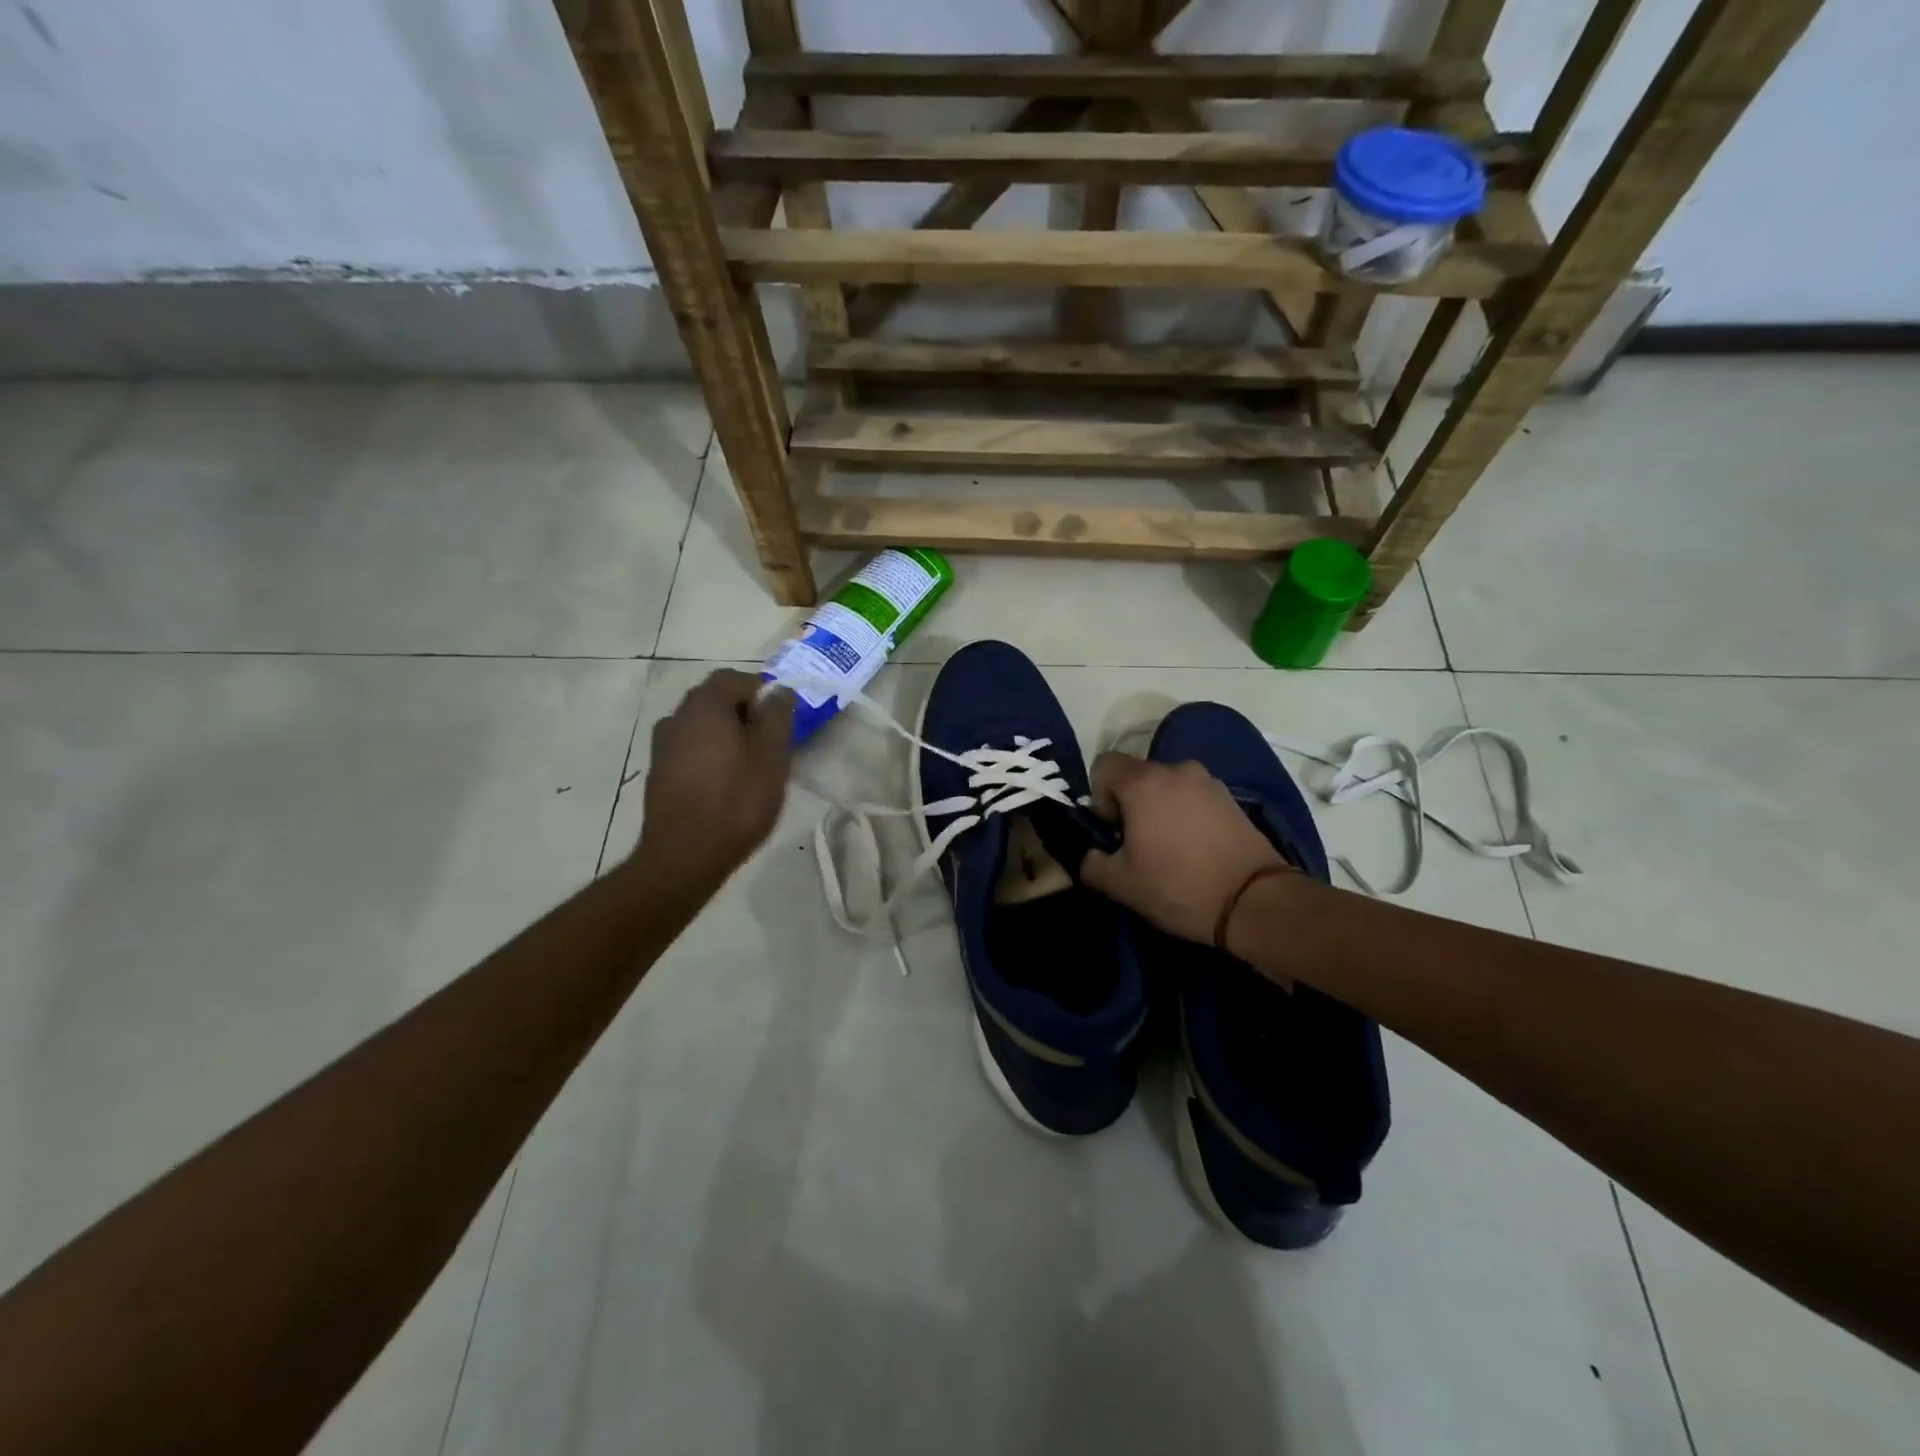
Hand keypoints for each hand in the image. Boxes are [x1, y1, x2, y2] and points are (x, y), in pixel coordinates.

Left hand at [631, 670, 794, 895]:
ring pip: (701, 727)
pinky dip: (710, 756)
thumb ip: (778, 716)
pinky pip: (690, 751)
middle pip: (715, 700)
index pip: (734, 678)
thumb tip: (779, 690)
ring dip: (726, 736)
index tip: (781, 718)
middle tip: (771, 742)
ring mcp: (662, 747)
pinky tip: (726, 784)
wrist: (685, 856)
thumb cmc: (737, 800)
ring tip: (750, 766)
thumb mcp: (772, 756)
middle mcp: (677, 717)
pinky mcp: (658, 774)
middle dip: (744, 713)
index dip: (762, 691)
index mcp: (705, 706)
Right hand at [1079, 752, 1288, 943]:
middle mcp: (1176, 770)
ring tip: (1168, 847)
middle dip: (1129, 803)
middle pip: (1137, 775)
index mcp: (1143, 782)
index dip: (1098, 796)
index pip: (1104, 765)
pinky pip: (1193, 797)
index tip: (1112, 831)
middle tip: (1136, 843)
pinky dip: (1185, 814)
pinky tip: (1194, 848)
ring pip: (1167, 786)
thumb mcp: (1120, 884)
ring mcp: (1208, 781)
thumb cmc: (1178, 886)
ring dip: (1159, 808)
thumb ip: (1091, 863)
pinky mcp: (1231, 798)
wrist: (1255, 902)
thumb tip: (1092, 854)